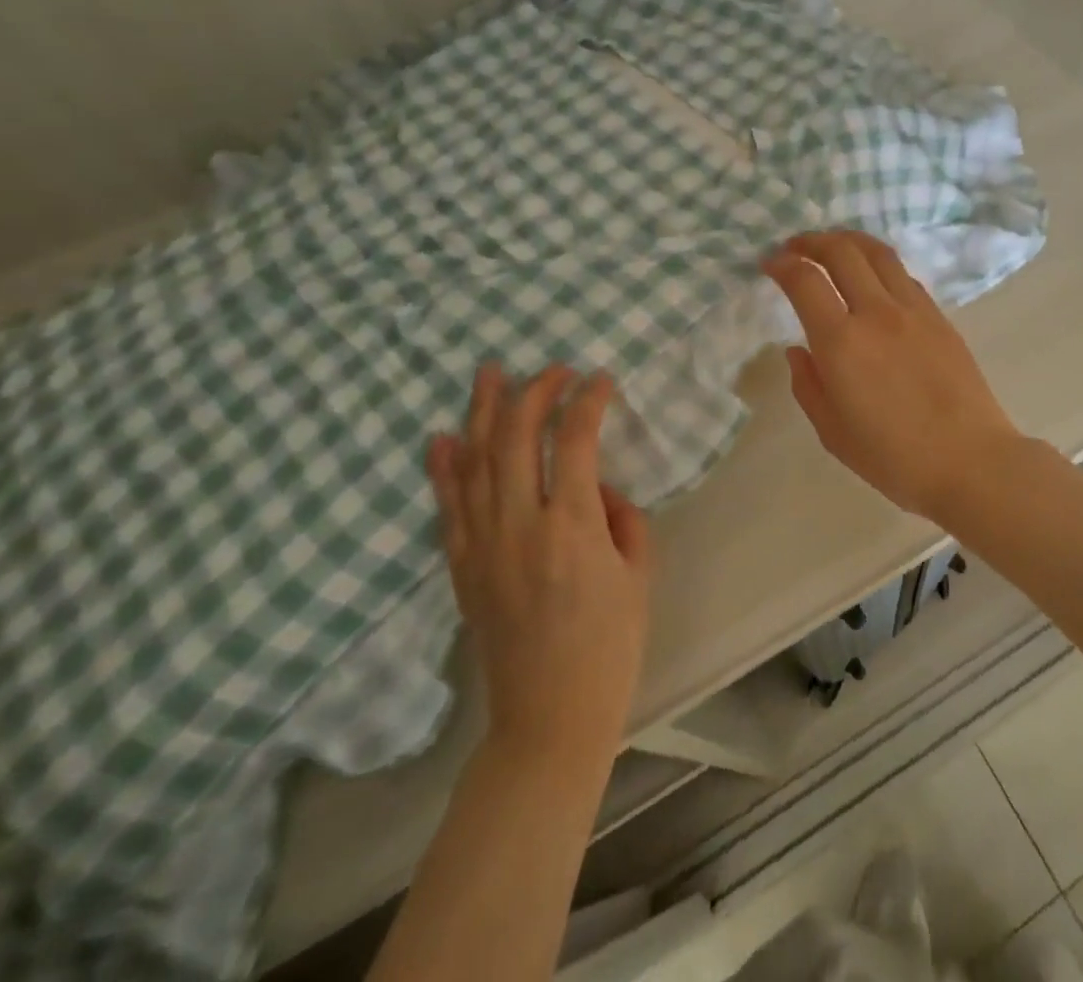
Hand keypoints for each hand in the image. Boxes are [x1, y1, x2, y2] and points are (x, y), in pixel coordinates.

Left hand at [426, 364, 652, 766]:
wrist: (549, 715)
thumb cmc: (610, 645)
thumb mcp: (638, 574)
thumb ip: (622, 519)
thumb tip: (600, 488)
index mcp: (573, 526)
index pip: (576, 441)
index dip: (588, 402)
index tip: (600, 380)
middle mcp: (521, 525)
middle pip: (517, 439)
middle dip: (534, 393)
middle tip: (551, 368)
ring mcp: (483, 545)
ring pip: (476, 462)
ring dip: (483, 413)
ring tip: (489, 374)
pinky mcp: (462, 567)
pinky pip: (449, 506)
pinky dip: (444, 468)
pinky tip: (444, 437)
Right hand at [764, 230, 1024, 519]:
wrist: (970, 461)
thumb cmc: (895, 458)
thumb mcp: (833, 433)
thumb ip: (808, 385)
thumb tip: (796, 350)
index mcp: (842, 342)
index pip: (805, 281)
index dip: (781, 264)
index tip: (769, 263)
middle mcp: (877, 313)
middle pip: (842, 252)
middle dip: (812, 241)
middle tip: (795, 246)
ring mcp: (914, 310)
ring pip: (878, 253)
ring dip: (848, 241)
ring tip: (833, 246)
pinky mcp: (940, 317)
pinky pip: (904, 276)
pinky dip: (879, 264)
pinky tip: (873, 278)